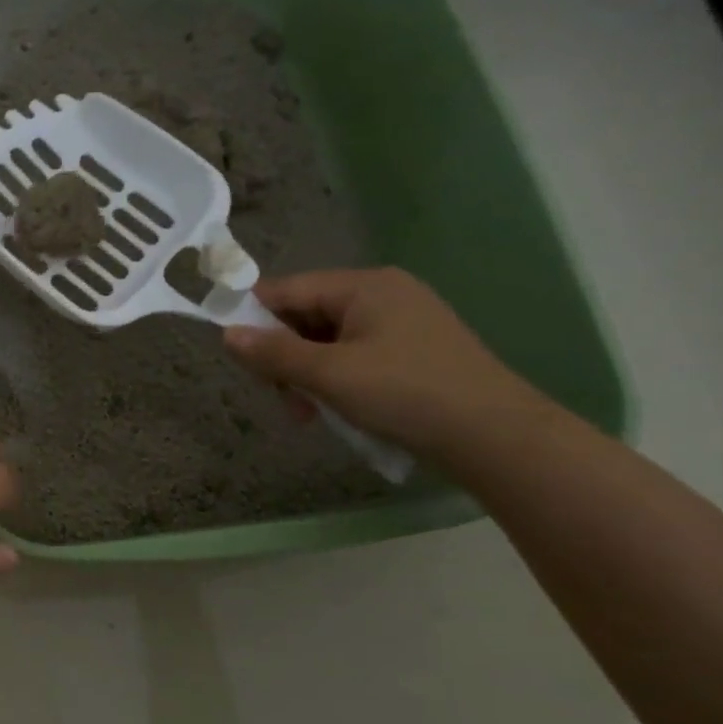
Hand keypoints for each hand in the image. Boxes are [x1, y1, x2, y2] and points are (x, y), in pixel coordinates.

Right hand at [222, 268, 552, 460]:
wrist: (495, 437)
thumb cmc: (405, 394)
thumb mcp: (328, 374)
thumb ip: (273, 352)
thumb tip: (226, 334)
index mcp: (364, 286)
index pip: (286, 290)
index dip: (254, 318)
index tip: (237, 356)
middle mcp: (383, 294)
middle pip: (305, 316)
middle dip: (284, 356)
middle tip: (280, 397)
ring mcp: (401, 323)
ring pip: (326, 341)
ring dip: (306, 375)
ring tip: (308, 414)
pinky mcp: (412, 352)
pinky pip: (353, 356)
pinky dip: (334, 380)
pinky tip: (335, 410)